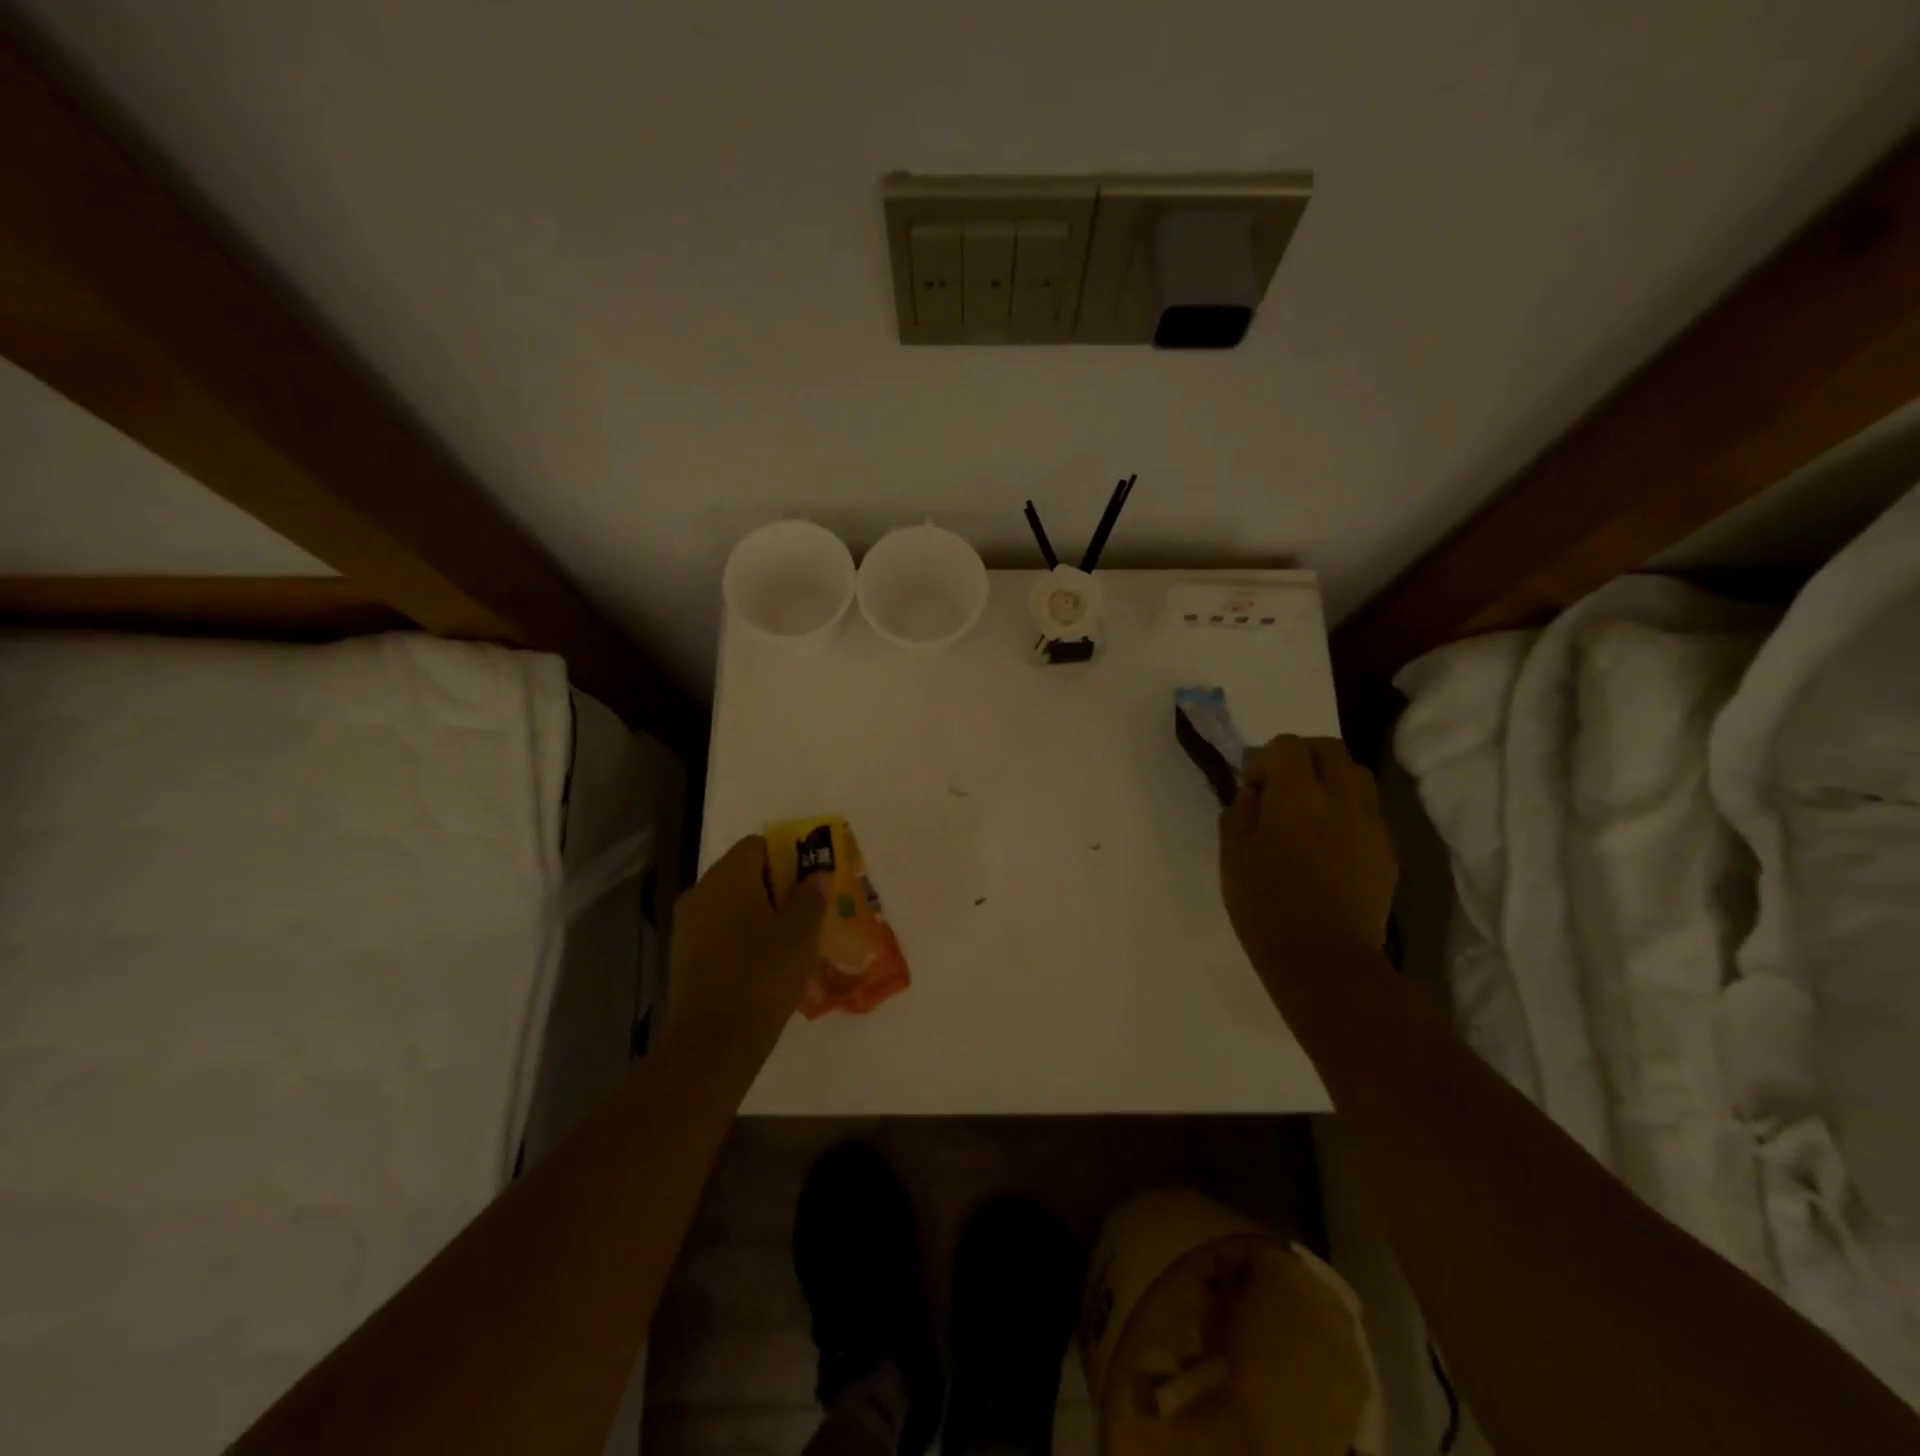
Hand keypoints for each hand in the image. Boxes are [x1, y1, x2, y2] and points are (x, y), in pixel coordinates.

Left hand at [664, 836, 825, 1067]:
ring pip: (731, 903)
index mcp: (729, 876)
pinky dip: (741, 935)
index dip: (788, 857)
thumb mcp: (802, 933)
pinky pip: (719, 929)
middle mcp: (701, 891)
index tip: (810, 884)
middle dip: (776, 887)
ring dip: (759, 913)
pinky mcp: (683, 954)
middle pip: (743, 872)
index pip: (759, 845)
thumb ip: (811, 895)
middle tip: (806, 913)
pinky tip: (764, 964)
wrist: (713, 1041)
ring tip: (789, 941)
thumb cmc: (763, 976)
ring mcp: (687, 924)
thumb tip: (816, 875)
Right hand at [1219, 736, 1397, 970]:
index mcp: (1297, 794)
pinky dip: (1348, 809)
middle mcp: (1340, 798)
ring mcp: (1370, 823)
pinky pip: (1369, 810)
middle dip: (1303, 758)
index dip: (1266, 760)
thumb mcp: (1232, 853)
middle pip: (1330, 749)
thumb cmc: (1264, 903)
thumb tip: (1255, 792)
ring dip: (1331, 778)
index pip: (1288, 745)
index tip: (1254, 791)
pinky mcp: (1387, 850)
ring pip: (1357, 774)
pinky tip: (1330, 842)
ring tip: (1311, 810)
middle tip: (1283, 789)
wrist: (1323, 957)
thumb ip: (1241, 810)